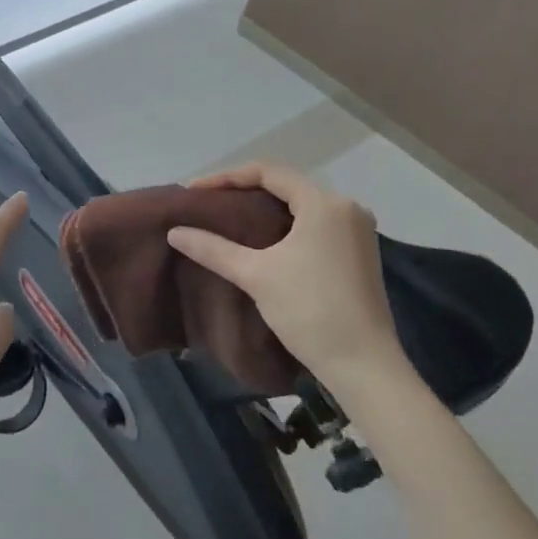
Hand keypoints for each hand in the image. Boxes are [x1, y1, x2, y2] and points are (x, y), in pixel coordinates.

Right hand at [166, 162, 406, 385]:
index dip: (227, 177)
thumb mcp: (255, 275)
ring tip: (229, 219)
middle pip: (287, 186)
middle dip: (245, 191)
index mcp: (325, 203)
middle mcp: (347, 208)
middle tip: (209, 203)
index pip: (269, 172)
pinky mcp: (360, 253)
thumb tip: (174, 232)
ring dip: (266, 209)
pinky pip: (316, 225)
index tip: (195, 191)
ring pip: (302, 206)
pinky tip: (263, 240)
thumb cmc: (309, 310)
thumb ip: (213, 248)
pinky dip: (286, 226)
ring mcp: (358, 231)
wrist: (363, 366)